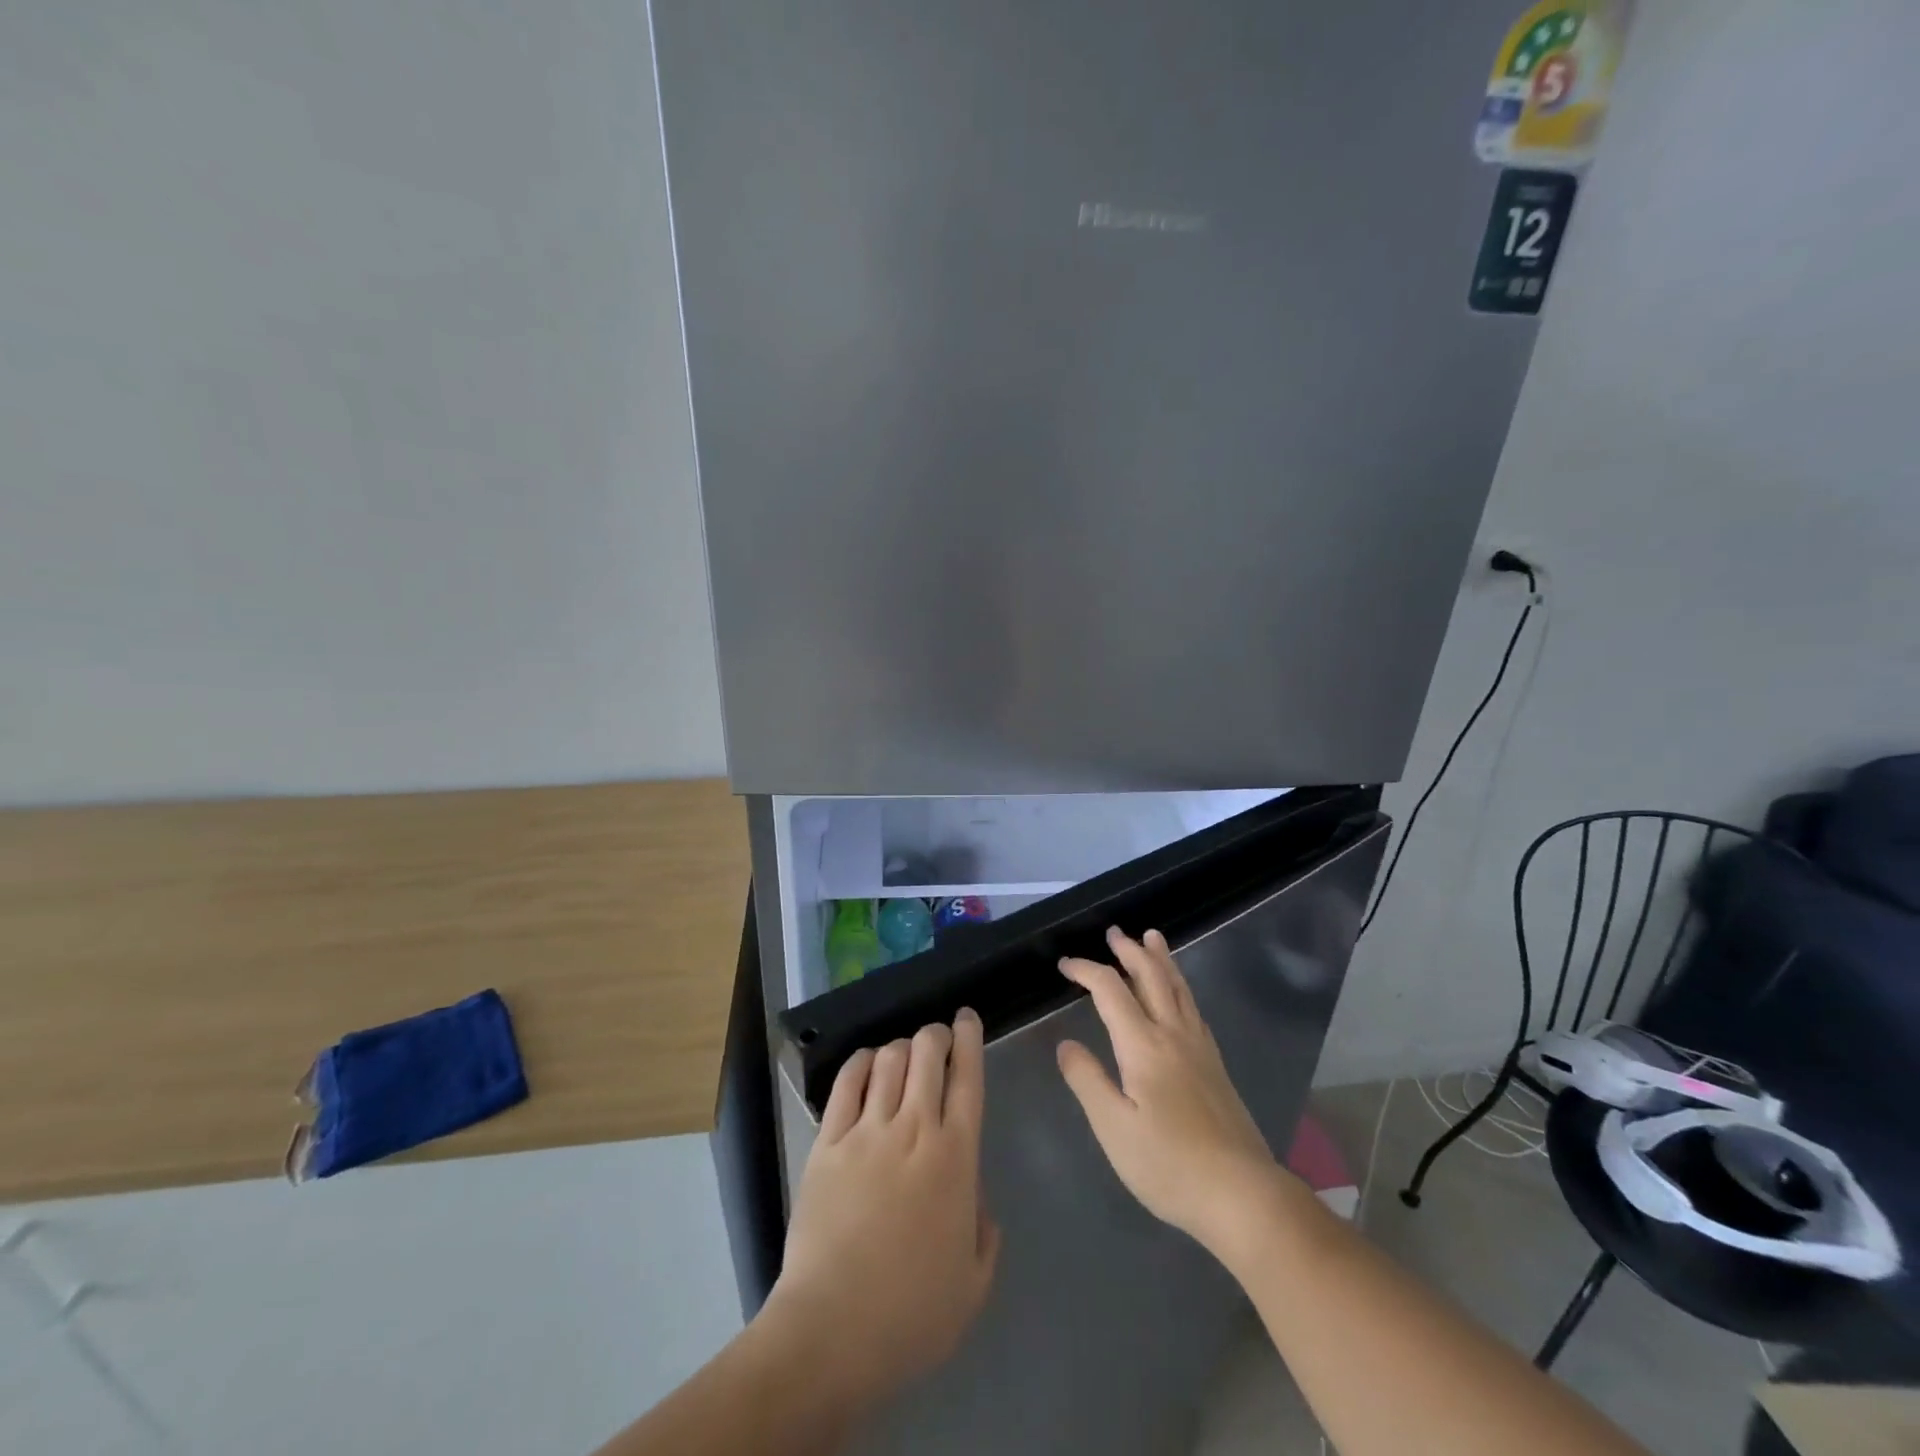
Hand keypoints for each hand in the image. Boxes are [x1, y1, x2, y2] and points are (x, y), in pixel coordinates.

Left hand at [763, 1010, 999, 1410]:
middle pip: (927, 1053)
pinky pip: (847, 1082)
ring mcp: (867, 1131)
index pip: (968, 1078)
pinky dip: (862, 1062)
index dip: (969, 1039)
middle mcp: (914, 1129)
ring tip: (905, 1055)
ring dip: (902, 1046)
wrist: (832, 1331)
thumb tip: (976, 1198)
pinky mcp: (828, 1142)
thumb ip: (984, 1232)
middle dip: (936, 1034)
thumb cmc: (912, 1314)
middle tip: (938, 1038)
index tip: (968, 1019)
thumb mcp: (973, 1283)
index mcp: (955, 1157)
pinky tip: (868, 1065)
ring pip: (890, 1059)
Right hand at [1057, 928, 1295, 1255]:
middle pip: (1151, 978)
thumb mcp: (1113, 1128)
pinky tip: (1180, 994)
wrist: (1242, 1194)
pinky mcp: (1215, 1066)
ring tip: (1152, 938)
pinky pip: (1194, 1008)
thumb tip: (1066, 1044)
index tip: (1065, 965)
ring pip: (1179, 988)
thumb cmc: (1169, 1164)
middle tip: (1114, 932)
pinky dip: (1181, 987)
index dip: (1086, 971)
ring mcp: (1199, 1049)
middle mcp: (1173, 1035)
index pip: (1110, 990)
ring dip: (1161, 960)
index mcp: (1143, 1046)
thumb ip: (1087, 1080)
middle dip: (1129, 951)